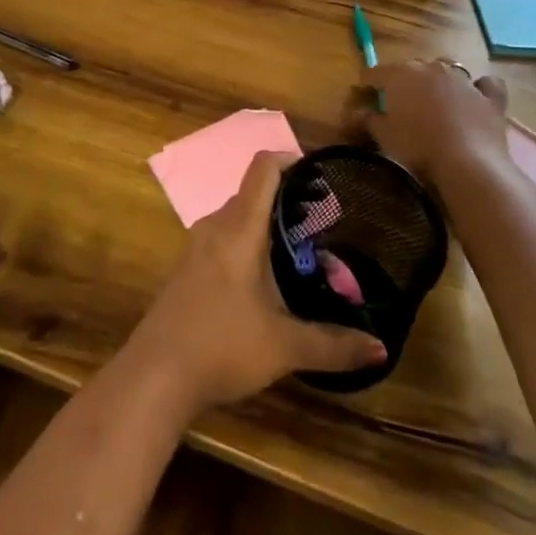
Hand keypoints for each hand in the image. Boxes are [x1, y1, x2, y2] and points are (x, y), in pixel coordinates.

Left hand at [124, 152, 385, 416]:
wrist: (155, 375)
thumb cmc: (222, 345)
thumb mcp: (284, 347)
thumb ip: (333, 345)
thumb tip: (380, 349)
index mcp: (239, 228)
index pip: (263, 168)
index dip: (291, 159)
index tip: (321, 174)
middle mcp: (215, 226)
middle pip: (253, 193)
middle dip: (288, 199)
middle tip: (323, 221)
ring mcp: (197, 246)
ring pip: (237, 218)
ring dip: (267, 224)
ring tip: (301, 250)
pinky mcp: (188, 268)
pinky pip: (223, 238)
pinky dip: (248, 242)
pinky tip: (266, 279)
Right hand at [343, 61, 513, 189]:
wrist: (468, 163)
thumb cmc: (417, 147)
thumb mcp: (383, 136)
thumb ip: (367, 119)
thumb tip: (353, 113)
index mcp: (400, 74)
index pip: (374, 73)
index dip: (366, 85)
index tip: (362, 98)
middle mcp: (430, 67)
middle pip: (410, 68)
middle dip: (402, 82)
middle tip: (398, 105)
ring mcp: (463, 79)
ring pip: (446, 70)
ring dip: (437, 81)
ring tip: (434, 101)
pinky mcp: (489, 96)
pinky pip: (484, 84)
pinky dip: (478, 89)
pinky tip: (475, 98)